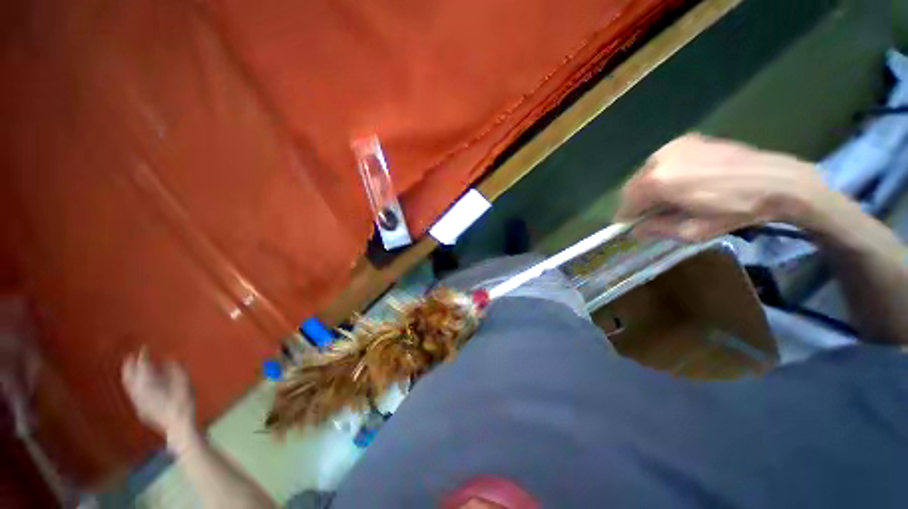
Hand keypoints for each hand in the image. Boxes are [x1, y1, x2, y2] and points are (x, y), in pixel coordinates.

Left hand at [122, 348, 195, 440]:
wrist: (178, 425)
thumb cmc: (184, 402)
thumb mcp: (184, 383)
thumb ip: (175, 370)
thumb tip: (169, 358)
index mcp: (149, 384)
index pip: (142, 367)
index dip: (142, 357)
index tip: (144, 348)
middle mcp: (139, 392)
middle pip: (129, 378)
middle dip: (129, 367)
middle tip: (129, 357)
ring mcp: (139, 402)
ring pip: (129, 387)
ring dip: (129, 376)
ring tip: (131, 370)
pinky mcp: (141, 409)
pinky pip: (133, 394)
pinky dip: (133, 386)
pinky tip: (138, 386)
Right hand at [615, 134, 830, 240]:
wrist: (778, 181)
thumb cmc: (735, 211)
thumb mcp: (692, 232)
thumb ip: (656, 229)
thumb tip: (636, 230)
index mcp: (657, 182)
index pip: (626, 203)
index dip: (627, 217)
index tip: (633, 227)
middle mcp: (659, 159)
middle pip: (634, 186)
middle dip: (638, 202)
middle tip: (652, 214)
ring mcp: (673, 147)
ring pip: (647, 172)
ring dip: (650, 187)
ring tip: (671, 198)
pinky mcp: (688, 140)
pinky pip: (663, 161)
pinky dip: (664, 173)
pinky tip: (683, 182)